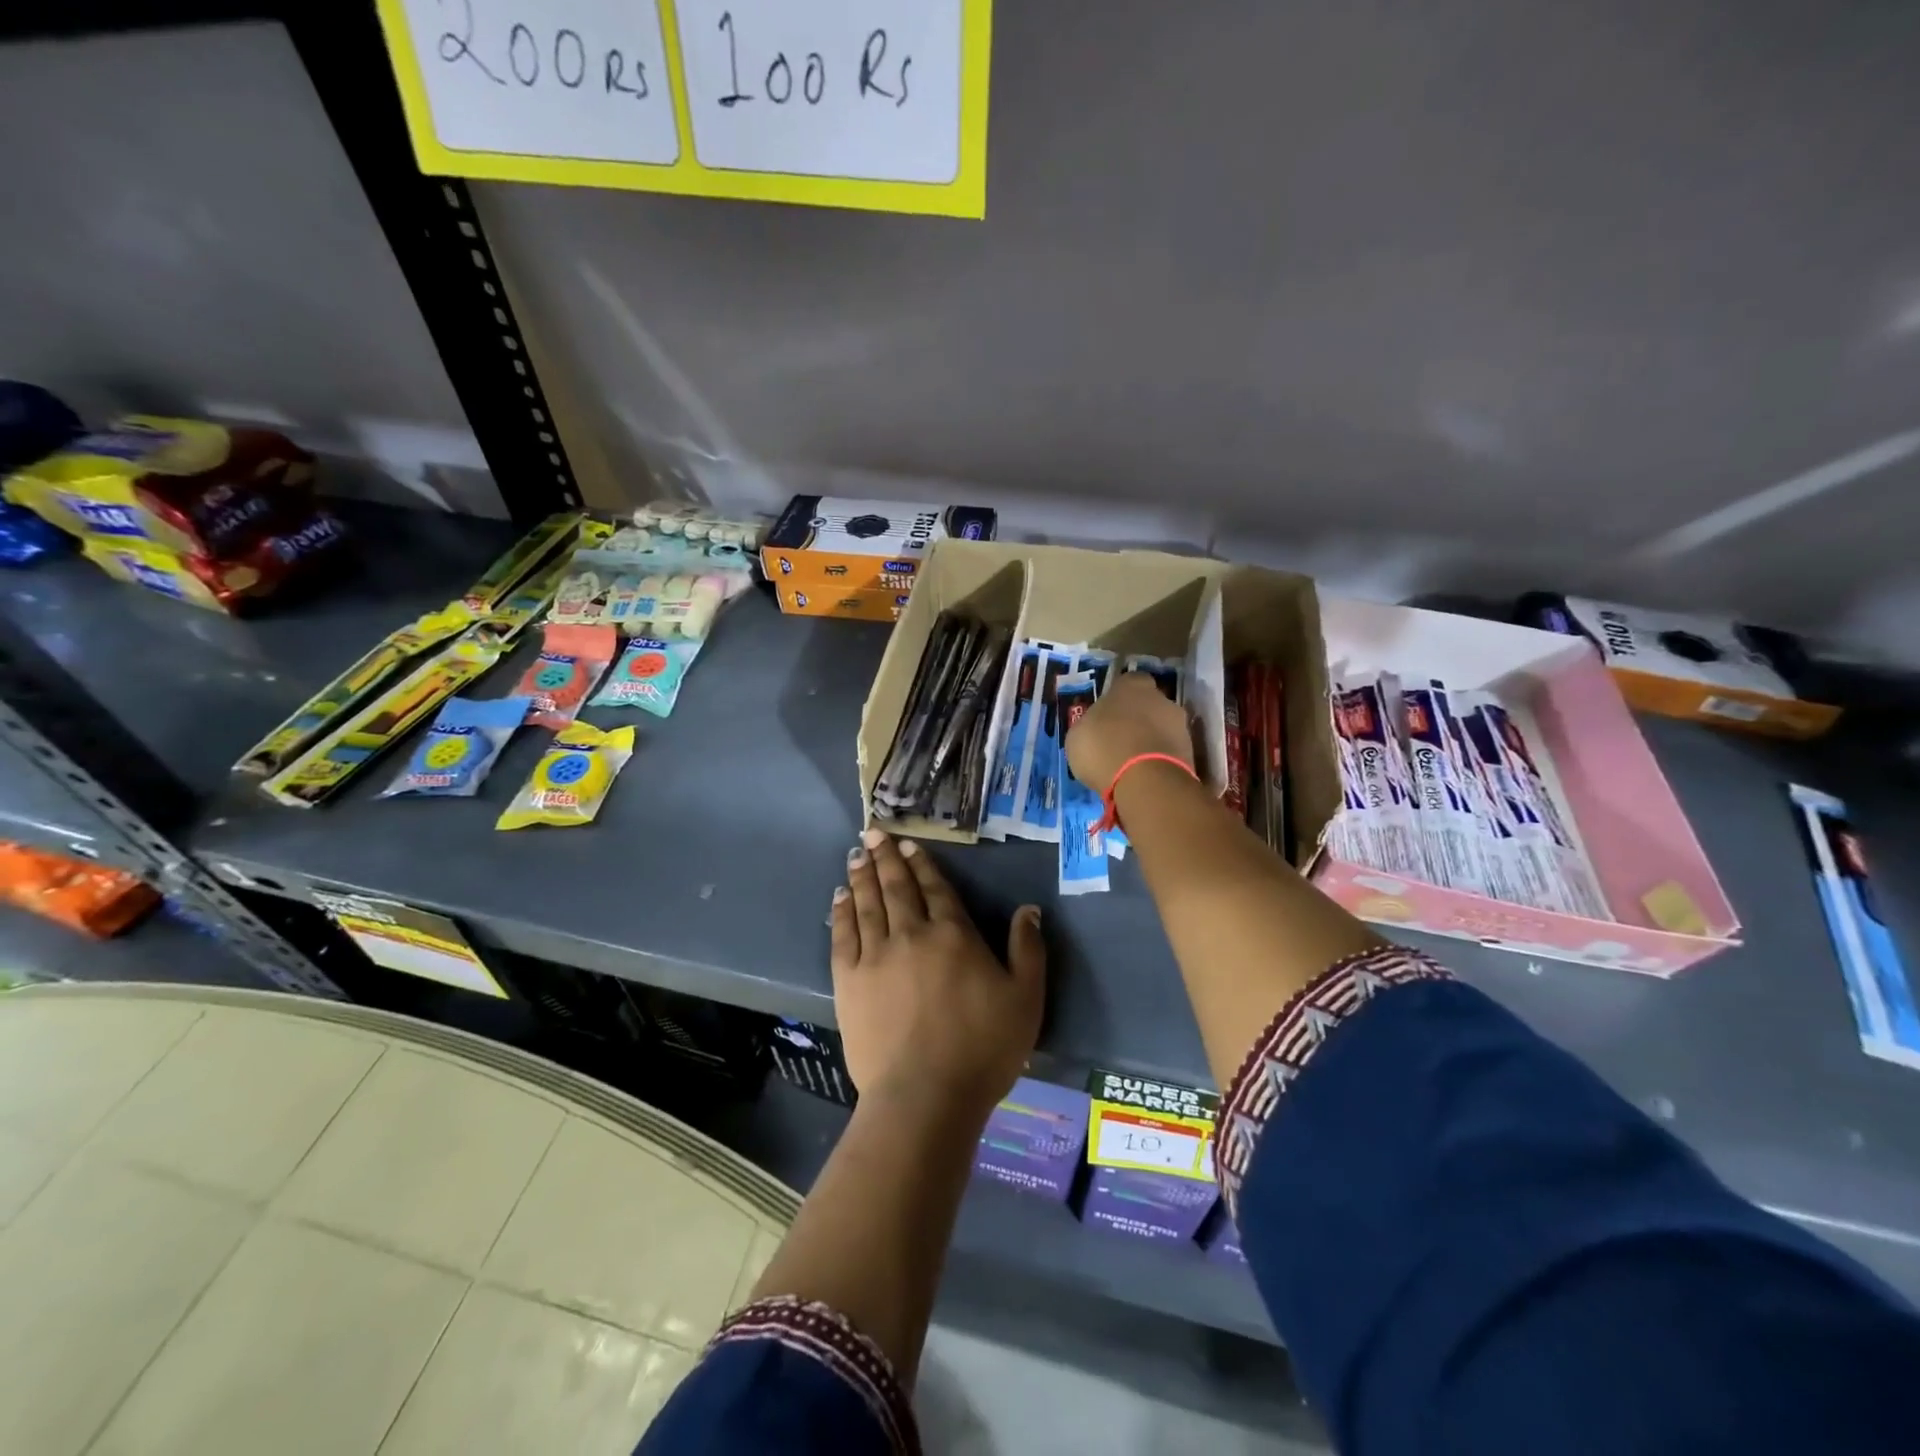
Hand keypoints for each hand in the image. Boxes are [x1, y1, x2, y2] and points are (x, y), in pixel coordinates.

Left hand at [831, 827, 1044, 1120]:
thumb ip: (1028, 949)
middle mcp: (911, 934)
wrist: (926, 1095)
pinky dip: (841, 912)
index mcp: (953, 934)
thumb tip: (1028, 909)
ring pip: (868, 904)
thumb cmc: (983, 1048)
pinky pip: (842, 935)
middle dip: (886, 858)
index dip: (922, 864)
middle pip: (897, 887)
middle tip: (874, 833)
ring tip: (857, 854)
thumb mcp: (1025, 999)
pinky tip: (838, 897)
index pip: (936, 889)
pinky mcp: (848, 981)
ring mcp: (875, 956)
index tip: (909, 844)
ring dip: (863, 876)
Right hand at [1065, 671, 1193, 792]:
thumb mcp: (1078, 735)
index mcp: (1131, 685)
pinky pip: (1170, 752)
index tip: (1107, 715)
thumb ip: (1090, 724)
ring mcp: (1180, 725)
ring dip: (1151, 741)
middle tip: (1119, 740)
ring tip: (1132, 764)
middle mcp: (1161, 698)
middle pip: (1149, 704)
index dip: (1117, 698)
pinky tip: (1144, 776)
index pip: (1127, 682)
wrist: (1144, 781)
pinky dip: (1159, 761)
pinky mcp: (1191, 753)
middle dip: (1138, 719)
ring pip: (1162, 729)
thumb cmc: (1103, 748)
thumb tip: (1095, 727)